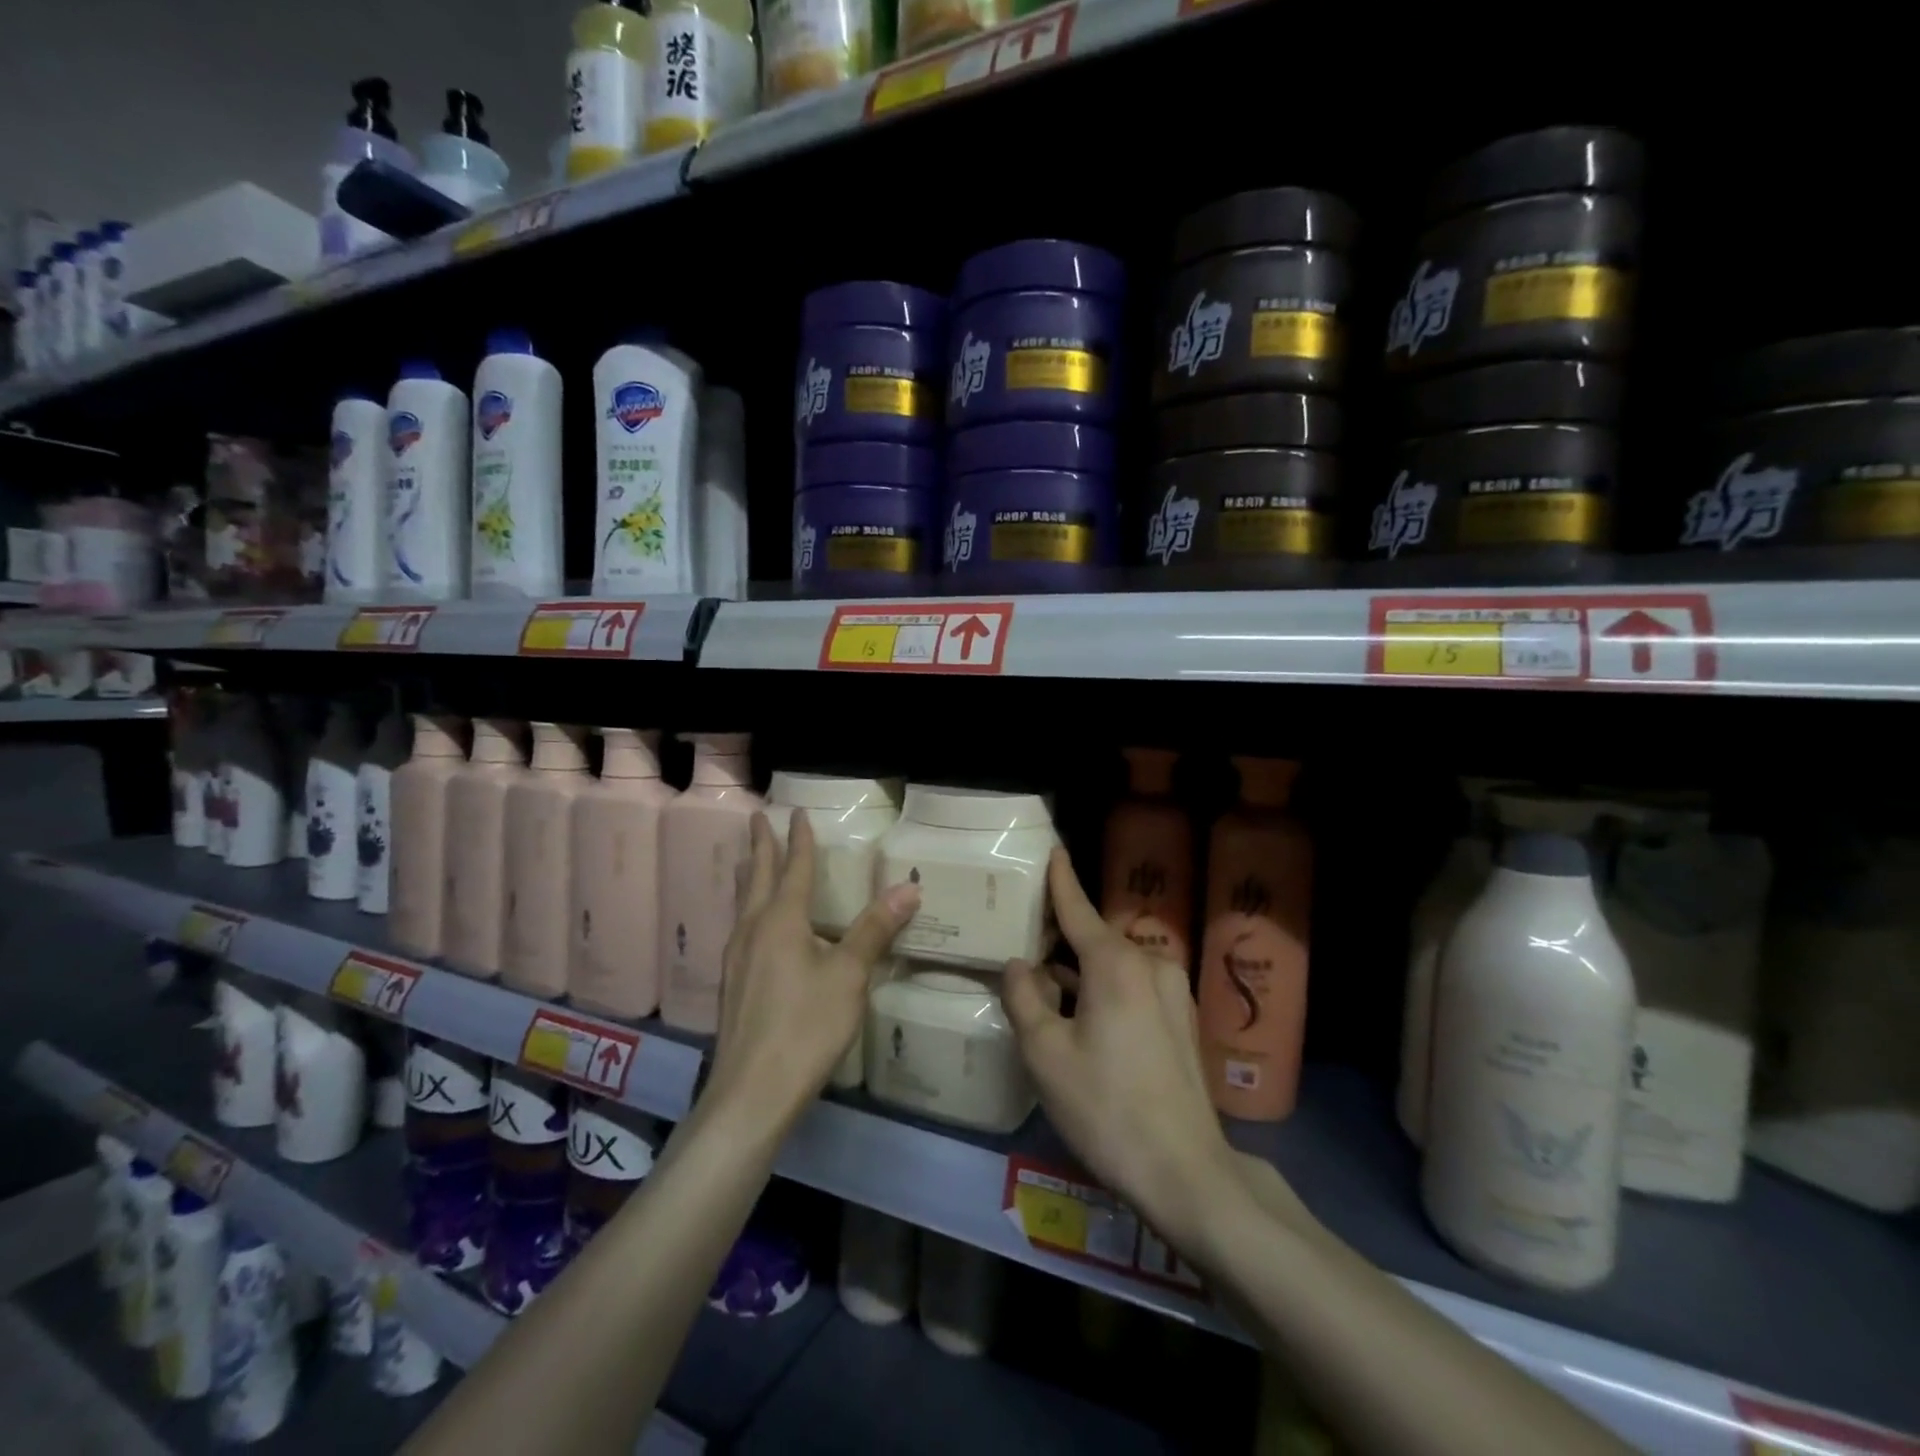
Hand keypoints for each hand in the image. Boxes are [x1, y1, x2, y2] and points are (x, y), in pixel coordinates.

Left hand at [706, 812, 918, 1123]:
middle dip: (761, 846)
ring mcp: (736, 959)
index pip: (793, 869)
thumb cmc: (805, 1027)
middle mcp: (752, 930)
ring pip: (742, 903)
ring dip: (749, 875)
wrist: (751, 1093)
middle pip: (757, 877)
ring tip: (747, 860)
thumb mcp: (849, 976)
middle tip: (758, 818)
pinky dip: (748, 907)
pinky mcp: (732, 985)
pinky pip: (740, 928)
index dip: (799, 840)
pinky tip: (751, 926)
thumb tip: (908, 887)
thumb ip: (874, 930)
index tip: (797, 813)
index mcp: (781, 921)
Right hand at [1002, 850, 1245, 1257]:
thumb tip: (1018, 964)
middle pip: (1097, 938)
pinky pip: (1134, 988)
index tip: (1053, 850)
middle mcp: (1150, 965)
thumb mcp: (1045, 1053)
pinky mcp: (1182, 1021)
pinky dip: (1104, 990)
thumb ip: (1024, 998)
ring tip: (1046, 982)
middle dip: (1063, 937)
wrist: (1184, 1171)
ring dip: (1082, 971)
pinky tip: (1082, 1016)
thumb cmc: (1105, 1106)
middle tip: (1027, 938)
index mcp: (1116, 963)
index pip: (1080, 909)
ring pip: (1115, 966)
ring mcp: (1173, 993)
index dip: (1061, 880)